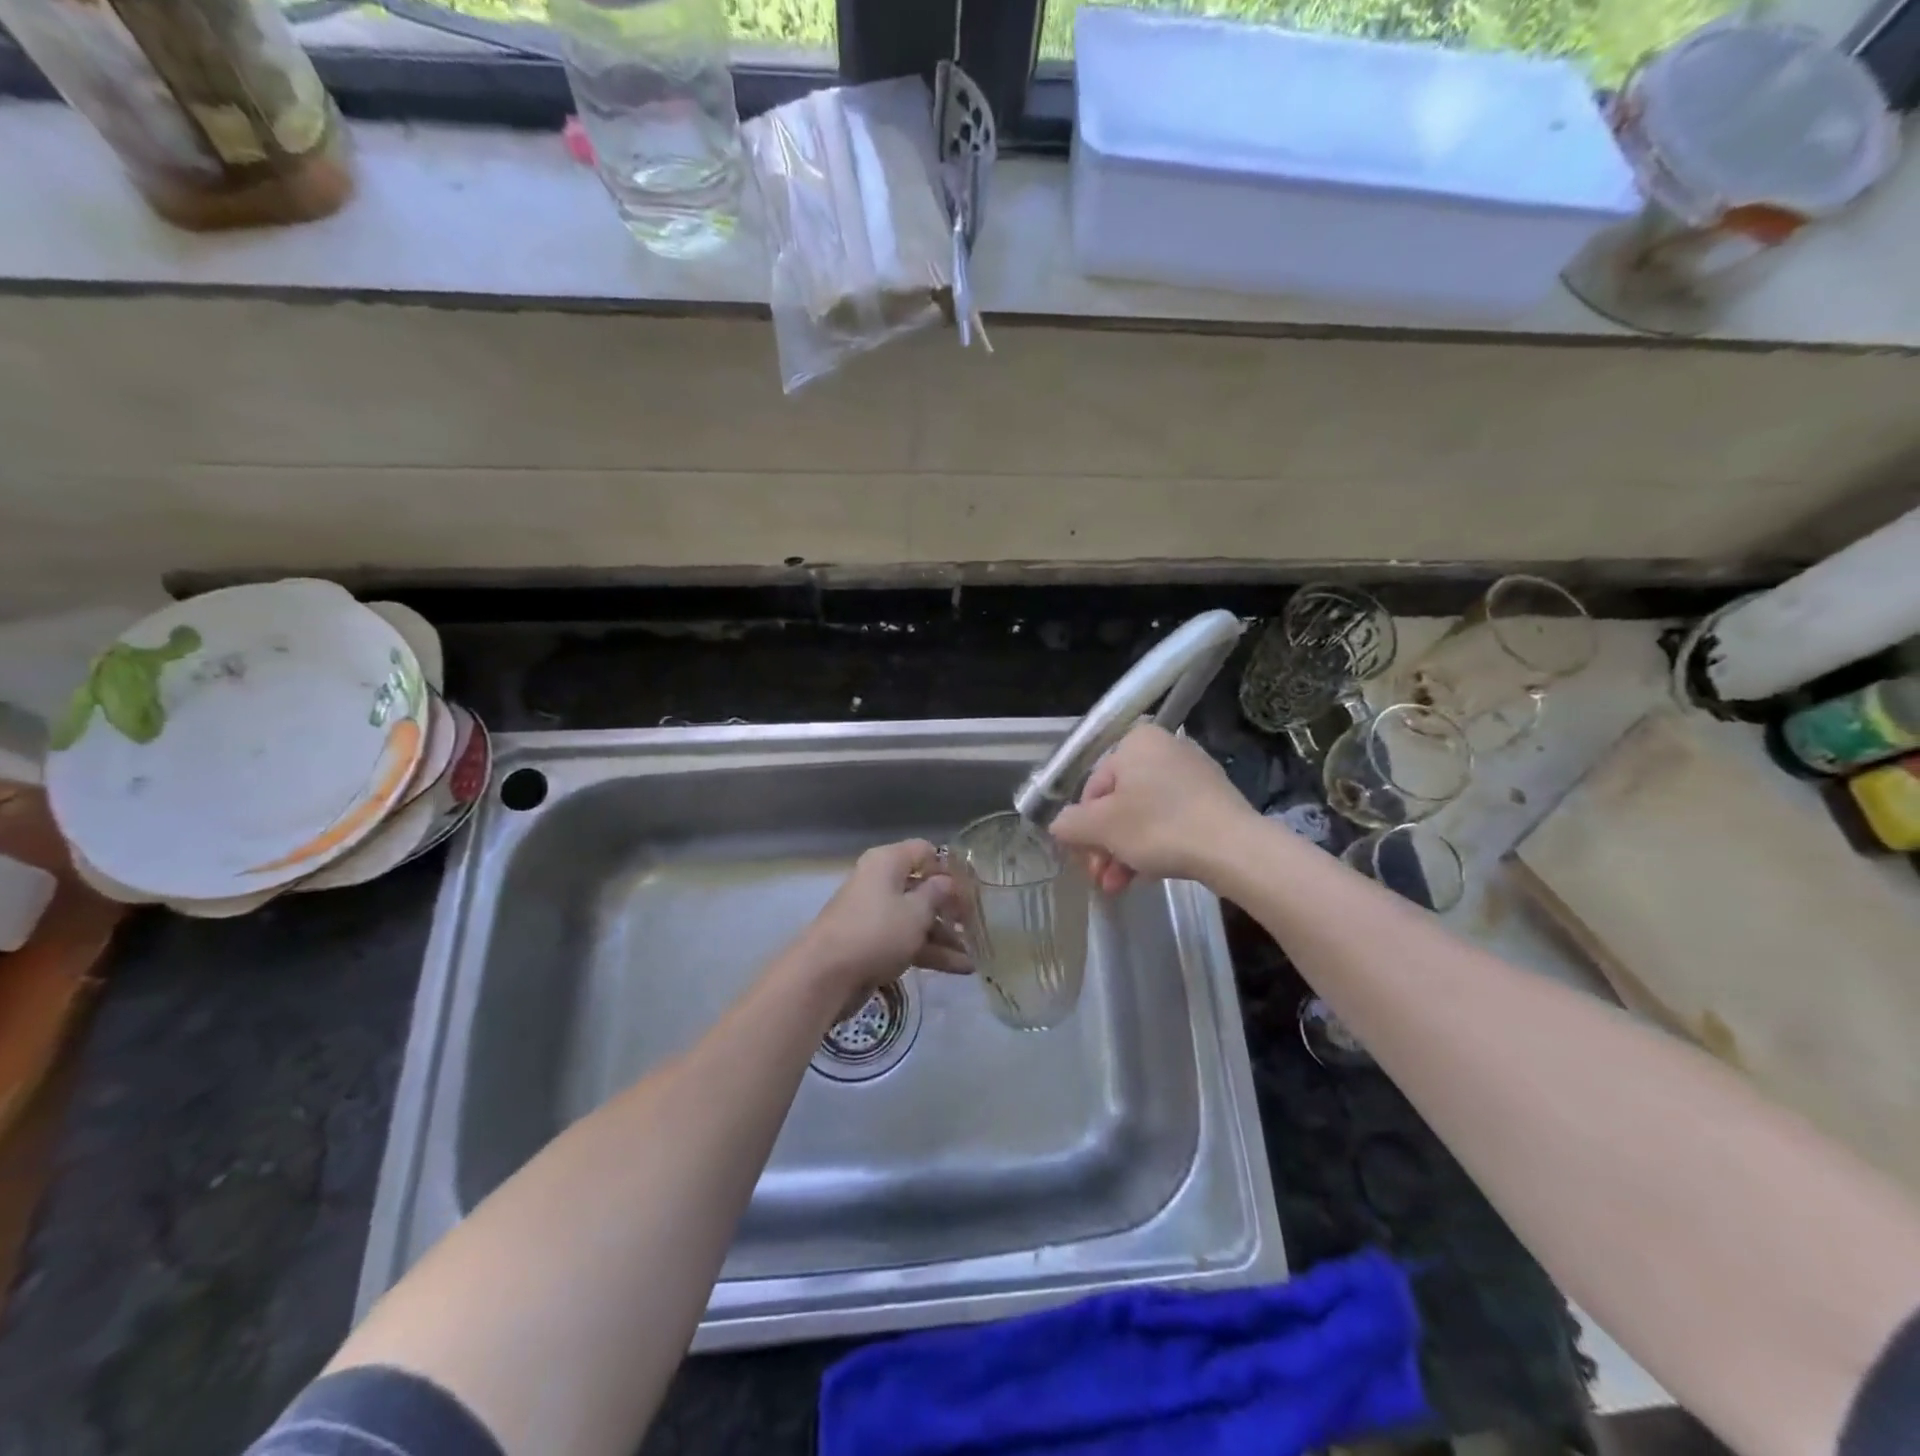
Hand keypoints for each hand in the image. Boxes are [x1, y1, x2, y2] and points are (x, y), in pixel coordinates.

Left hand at [792, 839, 969, 1001]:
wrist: (824, 976)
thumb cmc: (876, 932)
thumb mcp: (915, 911)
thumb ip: (937, 894)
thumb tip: (948, 882)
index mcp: (887, 862)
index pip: (924, 851)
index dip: (950, 867)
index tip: (974, 888)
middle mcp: (880, 882)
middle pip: (922, 887)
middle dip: (951, 907)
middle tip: (979, 923)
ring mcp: (876, 915)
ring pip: (917, 918)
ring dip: (946, 936)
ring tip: (976, 954)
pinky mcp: (873, 944)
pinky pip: (907, 941)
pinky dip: (931, 952)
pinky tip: (961, 968)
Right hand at [1049, 725, 1253, 894]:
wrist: (1234, 848)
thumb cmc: (1158, 827)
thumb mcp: (1101, 827)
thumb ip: (1070, 824)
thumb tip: (1059, 826)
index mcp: (1136, 742)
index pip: (1093, 786)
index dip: (1084, 827)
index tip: (1086, 859)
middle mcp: (1165, 748)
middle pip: (1119, 802)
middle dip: (1106, 845)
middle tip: (1101, 878)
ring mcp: (1194, 773)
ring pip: (1145, 815)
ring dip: (1126, 851)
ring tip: (1120, 887)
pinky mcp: (1214, 800)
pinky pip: (1173, 820)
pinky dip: (1156, 845)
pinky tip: (1148, 875)